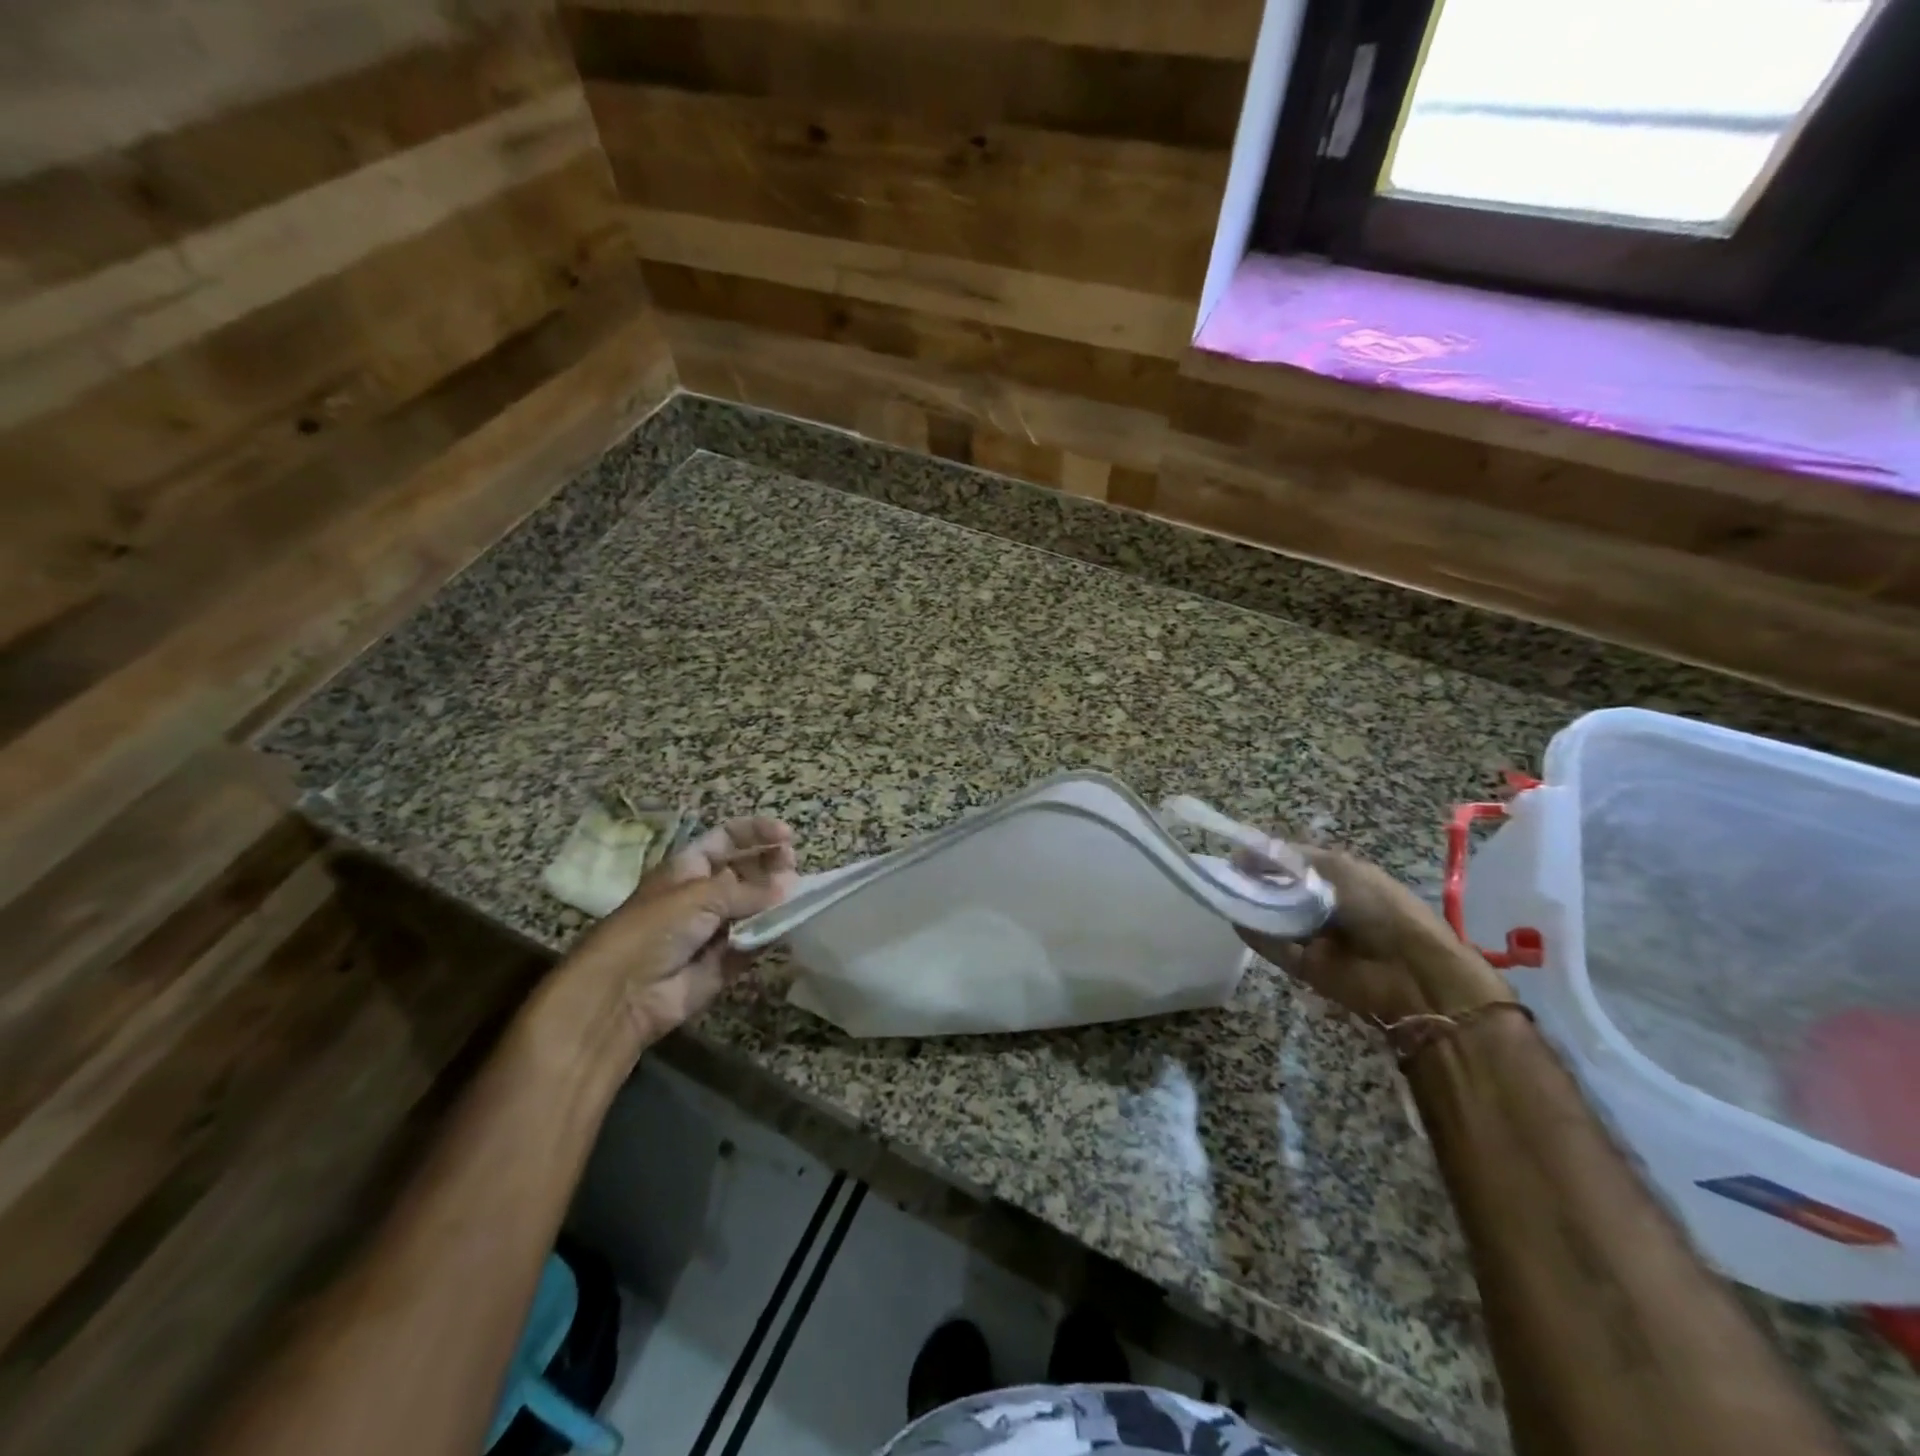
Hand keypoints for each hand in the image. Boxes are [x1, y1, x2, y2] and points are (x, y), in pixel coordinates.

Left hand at [532, 817, 797, 1071]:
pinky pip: (755, 942)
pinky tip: (791, 925)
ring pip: (755, 908)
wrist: (623, 994)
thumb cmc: (654, 928)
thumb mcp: (700, 896)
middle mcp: (702, 894)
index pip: (727, 839)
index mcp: (688, 868)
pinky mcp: (725, 962)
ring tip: (799, 896)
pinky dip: (773, 934)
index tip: (788, 835)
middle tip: (793, 869)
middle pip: (745, 872)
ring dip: (776, 901)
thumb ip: (749, 890)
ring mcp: (715, 929)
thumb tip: (790, 884)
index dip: (756, 833)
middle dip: (771, 866)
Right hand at [1238, 848, 1511, 1025]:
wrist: (1412, 973)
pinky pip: (1275, 948)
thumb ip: (1292, 860)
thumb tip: (1248, 854)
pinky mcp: (1306, 966)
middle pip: (1280, 890)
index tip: (1237, 855)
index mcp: (1340, 878)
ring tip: (1224, 893)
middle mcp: (1325, 905)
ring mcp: (1315, 937)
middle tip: (1226, 874)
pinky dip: (1256, 936)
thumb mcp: (1339, 869)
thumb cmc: (1380, 908)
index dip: (1266, 857)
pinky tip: (1236, 920)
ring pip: (1274, 918)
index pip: (1293, 863)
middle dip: (1256, 881)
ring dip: (1253, 907)